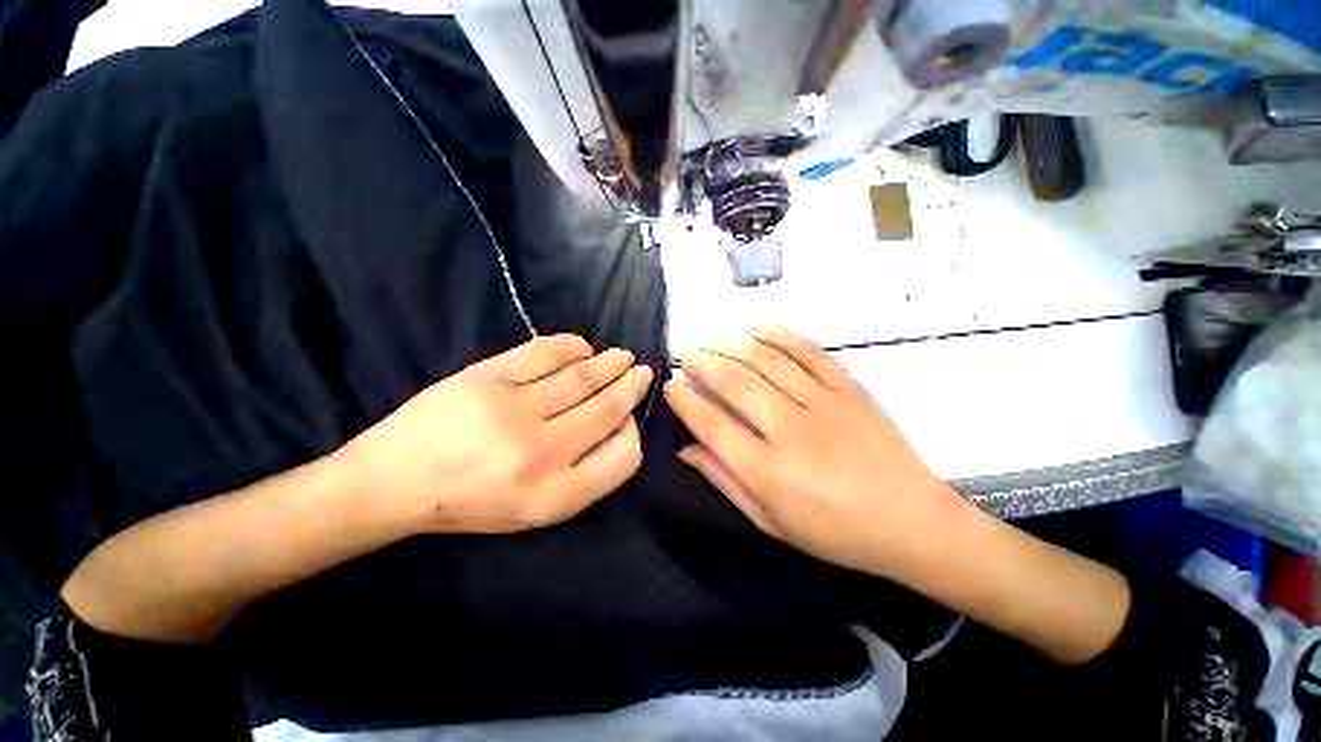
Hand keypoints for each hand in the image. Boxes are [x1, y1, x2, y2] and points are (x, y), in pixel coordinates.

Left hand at [339, 335, 653, 535]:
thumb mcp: (538, 510)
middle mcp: (541, 455)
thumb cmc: (474, 500)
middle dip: (632, 385)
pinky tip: (584, 347)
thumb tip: (619, 425)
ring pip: (582, 377)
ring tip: (622, 357)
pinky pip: (545, 353)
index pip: (623, 457)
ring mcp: (513, 411)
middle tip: (642, 371)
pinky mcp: (487, 378)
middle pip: (608, 409)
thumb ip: (587, 475)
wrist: (396, 481)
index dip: (633, 432)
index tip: (630, 417)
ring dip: (610, 363)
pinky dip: (573, 346)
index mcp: (555, 495)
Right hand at [663, 329, 968, 580]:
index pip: (711, 424)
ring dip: (733, 348)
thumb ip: (724, 480)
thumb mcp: (770, 521)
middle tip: (687, 357)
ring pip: (766, 362)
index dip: (685, 401)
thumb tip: (686, 449)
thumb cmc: (834, 532)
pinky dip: (780, 338)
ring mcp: (824, 404)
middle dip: (703, 365)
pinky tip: (759, 332)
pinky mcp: (850, 389)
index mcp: (768, 471)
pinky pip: (809, 352)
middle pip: (735, 384)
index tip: (670, 386)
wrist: (912, 521)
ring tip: (715, 344)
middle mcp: (791, 431)